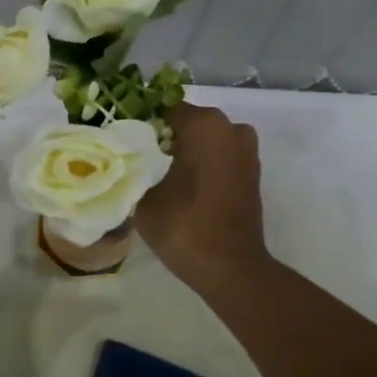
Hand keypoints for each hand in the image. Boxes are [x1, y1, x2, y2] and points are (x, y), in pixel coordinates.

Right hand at [136, 103, 270, 291]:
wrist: (229, 267)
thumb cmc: (184, 225)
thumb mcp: (143, 196)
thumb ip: (134, 168)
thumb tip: (126, 160)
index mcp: (203, 124)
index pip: (163, 109)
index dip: (141, 123)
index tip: (125, 142)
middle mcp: (229, 128)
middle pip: (187, 122)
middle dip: (164, 136)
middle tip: (138, 159)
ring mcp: (246, 150)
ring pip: (205, 139)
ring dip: (186, 150)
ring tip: (160, 174)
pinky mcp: (252, 173)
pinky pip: (220, 156)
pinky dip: (203, 164)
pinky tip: (183, 185)